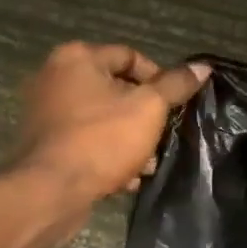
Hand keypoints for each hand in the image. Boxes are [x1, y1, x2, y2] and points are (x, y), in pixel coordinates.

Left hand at [15, 43, 209, 207]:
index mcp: (77, 58)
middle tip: (163, 135)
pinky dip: (106, 153)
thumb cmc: (102, 139)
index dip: (159, 79)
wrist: (51, 191)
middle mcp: (55, 77)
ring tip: (148, 162)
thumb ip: (176, 85)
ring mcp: (45, 111)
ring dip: (129, 138)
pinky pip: (85, 140)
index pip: (130, 56)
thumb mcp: (149, 108)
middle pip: (115, 88)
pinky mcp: (44, 143)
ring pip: (102, 118)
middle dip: (144, 114)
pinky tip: (127, 178)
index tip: (174, 105)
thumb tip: (202, 67)